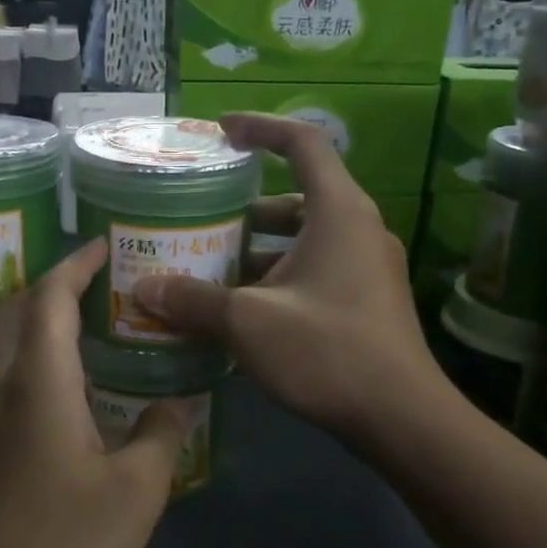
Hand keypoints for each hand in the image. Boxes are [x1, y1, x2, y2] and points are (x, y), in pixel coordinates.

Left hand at [0, 241, 186, 547]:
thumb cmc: (54, 546)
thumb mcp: (132, 496)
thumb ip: (159, 438)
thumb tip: (175, 404)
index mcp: (38, 382)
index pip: (49, 297)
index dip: (76, 265)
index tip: (107, 248)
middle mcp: (1, 386)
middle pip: (18, 310)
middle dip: (56, 285)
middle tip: (105, 285)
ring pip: (7, 345)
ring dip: (42, 322)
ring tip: (94, 329)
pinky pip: (6, 379)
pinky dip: (36, 360)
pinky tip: (70, 391)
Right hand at [132, 113, 441, 443]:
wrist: (401, 419)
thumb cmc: (327, 351)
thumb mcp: (248, 322)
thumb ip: (194, 300)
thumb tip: (145, 288)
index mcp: (338, 212)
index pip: (303, 143)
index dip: (260, 128)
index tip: (221, 130)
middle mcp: (358, 229)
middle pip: (296, 198)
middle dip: (245, 209)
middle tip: (201, 221)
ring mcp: (367, 268)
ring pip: (304, 241)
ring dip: (258, 250)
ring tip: (210, 269)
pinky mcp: (366, 301)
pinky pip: (314, 271)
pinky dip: (277, 279)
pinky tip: (242, 311)